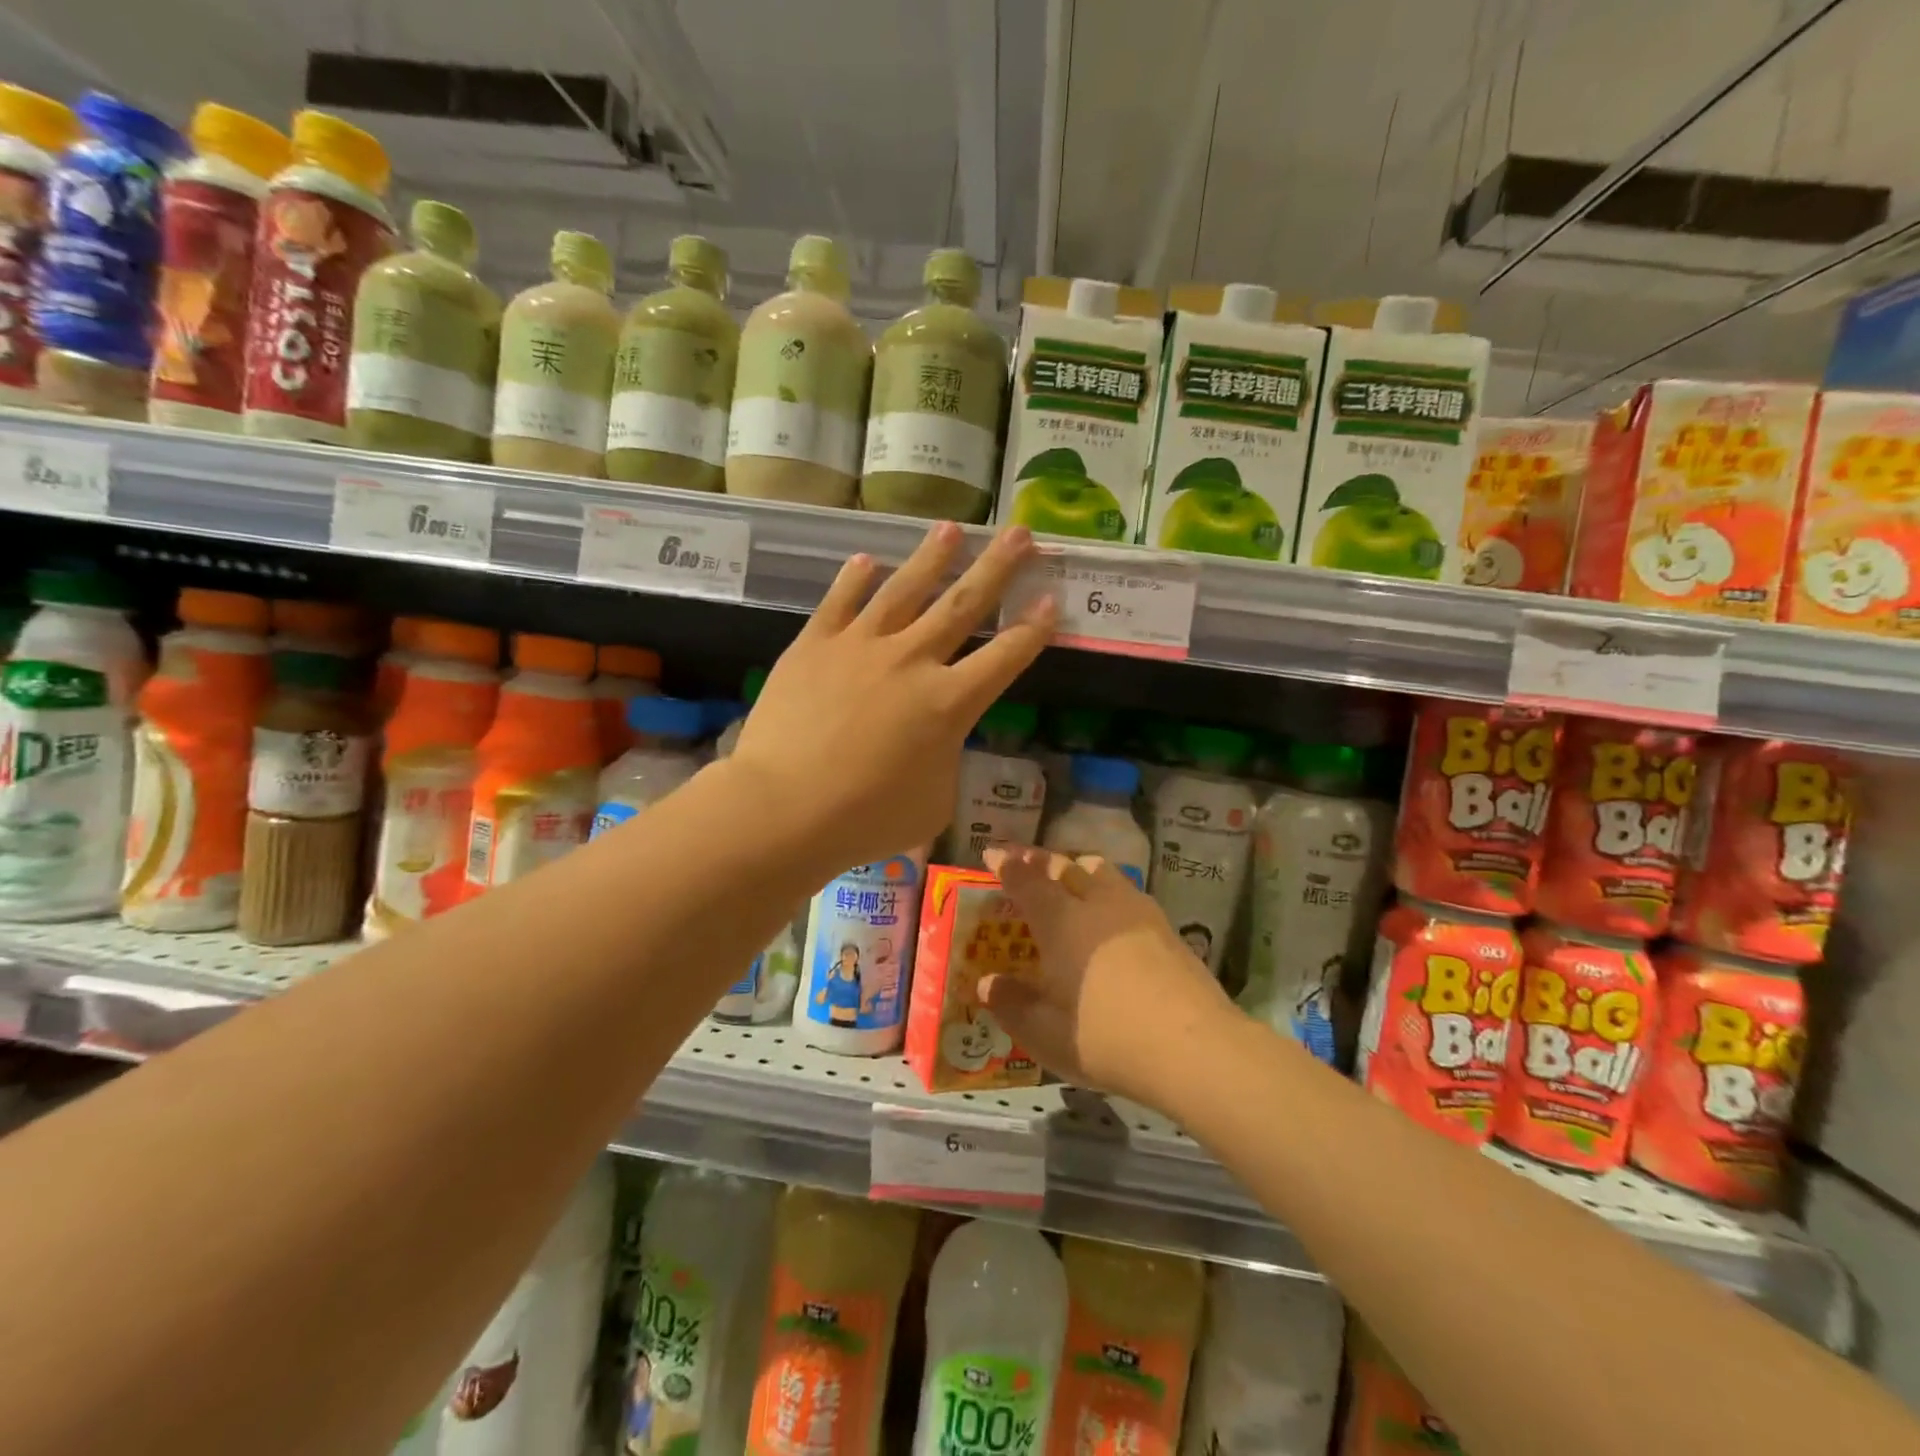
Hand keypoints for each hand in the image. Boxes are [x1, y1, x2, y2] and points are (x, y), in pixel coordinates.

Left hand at [729, 522, 1054, 875]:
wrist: (784, 808)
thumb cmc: (866, 818)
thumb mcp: (933, 802)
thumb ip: (944, 759)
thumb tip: (935, 738)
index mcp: (950, 703)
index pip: (1005, 656)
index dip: (1033, 629)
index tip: (1050, 599)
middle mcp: (913, 660)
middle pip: (963, 604)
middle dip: (997, 567)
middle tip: (1019, 533)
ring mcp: (861, 646)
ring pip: (904, 589)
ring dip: (932, 556)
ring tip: (953, 528)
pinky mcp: (815, 644)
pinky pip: (840, 602)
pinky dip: (854, 579)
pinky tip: (866, 559)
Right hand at [977, 846, 1236, 1109]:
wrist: (1193, 1046)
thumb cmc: (1106, 1039)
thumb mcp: (1045, 1034)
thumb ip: (1012, 1005)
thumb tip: (987, 984)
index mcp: (1061, 922)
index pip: (1026, 881)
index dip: (1007, 865)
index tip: (993, 852)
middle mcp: (1097, 904)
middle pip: (1064, 867)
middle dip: (1040, 860)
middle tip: (1025, 859)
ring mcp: (1136, 911)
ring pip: (1102, 871)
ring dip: (1079, 867)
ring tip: (1072, 874)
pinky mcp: (1166, 926)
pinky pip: (1127, 891)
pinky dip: (1108, 889)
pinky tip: (1112, 912)